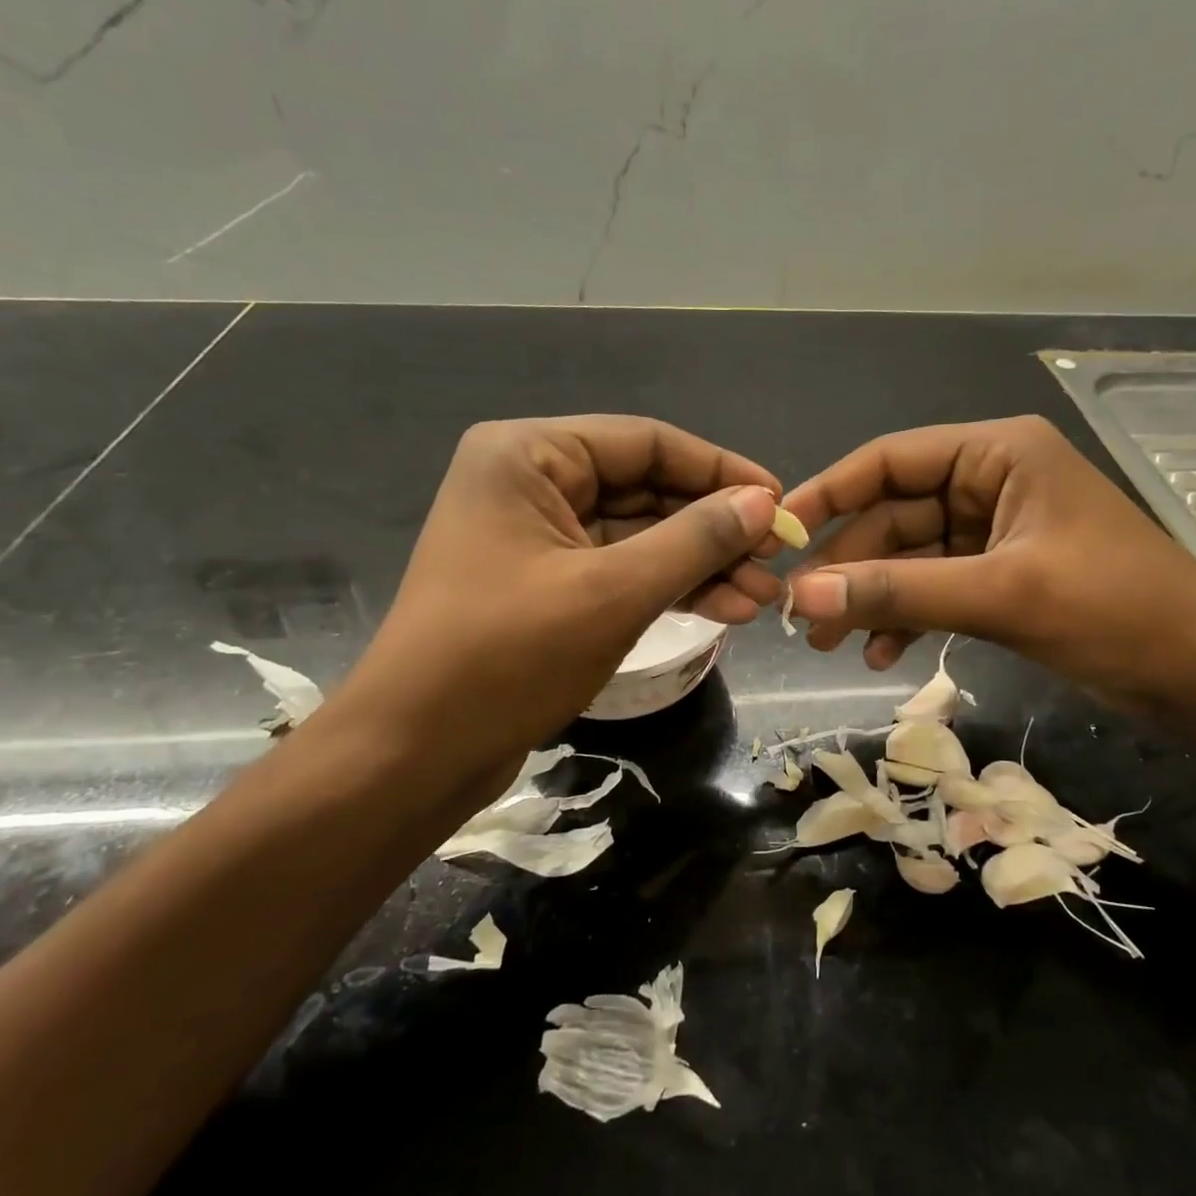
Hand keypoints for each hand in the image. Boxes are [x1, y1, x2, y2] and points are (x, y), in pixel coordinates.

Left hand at [331, 415, 783, 797]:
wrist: (416, 754)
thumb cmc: (506, 658)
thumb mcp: (613, 593)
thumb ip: (694, 540)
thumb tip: (764, 503)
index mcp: (529, 456)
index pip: (647, 442)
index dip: (720, 471)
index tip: (779, 503)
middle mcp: (532, 482)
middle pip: (647, 489)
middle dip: (715, 529)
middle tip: (777, 560)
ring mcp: (540, 536)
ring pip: (642, 536)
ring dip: (701, 565)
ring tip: (761, 598)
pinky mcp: (550, 584)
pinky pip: (624, 570)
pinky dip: (672, 588)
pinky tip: (724, 610)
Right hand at [781, 416, 1195, 714]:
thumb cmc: (1115, 611)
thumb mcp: (1001, 595)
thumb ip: (899, 592)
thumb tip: (801, 597)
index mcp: (998, 454)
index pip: (891, 460)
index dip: (830, 494)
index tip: (779, 536)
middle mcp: (992, 481)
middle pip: (895, 515)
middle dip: (850, 567)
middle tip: (803, 619)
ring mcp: (997, 532)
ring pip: (912, 558)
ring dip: (874, 599)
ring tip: (833, 646)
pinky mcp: (1004, 577)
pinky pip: (938, 588)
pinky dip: (909, 618)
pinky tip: (884, 656)